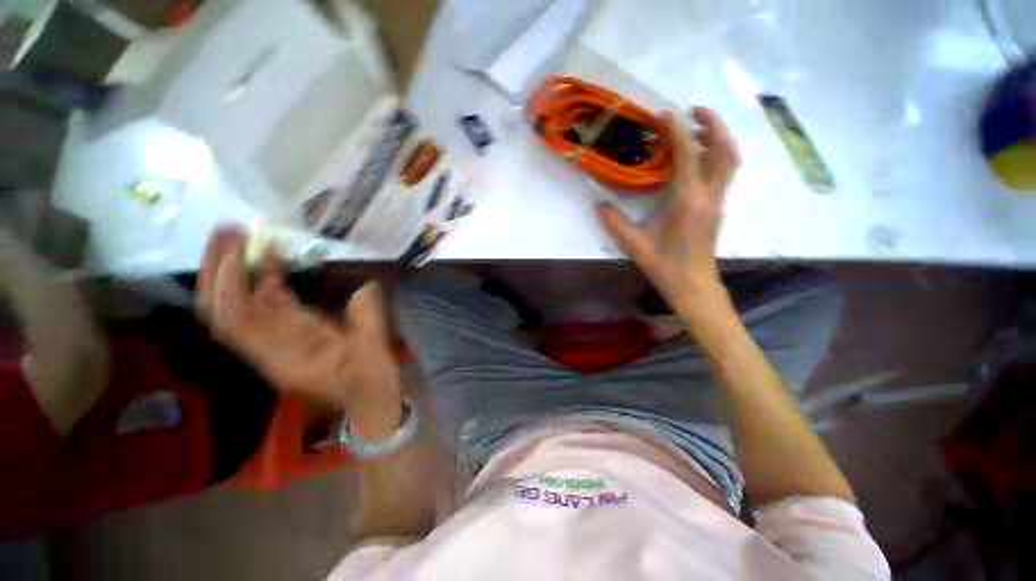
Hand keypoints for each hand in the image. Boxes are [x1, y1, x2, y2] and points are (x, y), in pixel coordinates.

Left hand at [196, 228, 399, 412]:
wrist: (367, 398)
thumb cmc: (371, 378)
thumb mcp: (373, 347)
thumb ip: (366, 316)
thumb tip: (363, 283)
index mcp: (282, 356)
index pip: (235, 321)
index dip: (228, 285)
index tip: (237, 249)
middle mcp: (267, 347)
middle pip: (220, 309)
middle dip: (215, 269)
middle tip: (226, 230)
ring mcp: (275, 338)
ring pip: (236, 304)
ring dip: (231, 270)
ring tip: (238, 235)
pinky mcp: (289, 331)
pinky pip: (264, 303)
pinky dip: (260, 279)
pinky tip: (269, 257)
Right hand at [597, 107, 738, 310]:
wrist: (693, 285)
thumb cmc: (664, 265)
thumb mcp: (634, 245)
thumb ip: (615, 222)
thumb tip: (598, 203)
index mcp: (687, 201)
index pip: (687, 155)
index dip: (677, 131)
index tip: (665, 114)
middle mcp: (708, 195)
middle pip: (725, 150)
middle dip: (714, 124)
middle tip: (695, 110)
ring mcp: (717, 201)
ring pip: (730, 161)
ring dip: (719, 138)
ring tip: (699, 129)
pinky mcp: (717, 208)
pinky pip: (724, 173)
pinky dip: (717, 156)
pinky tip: (698, 160)